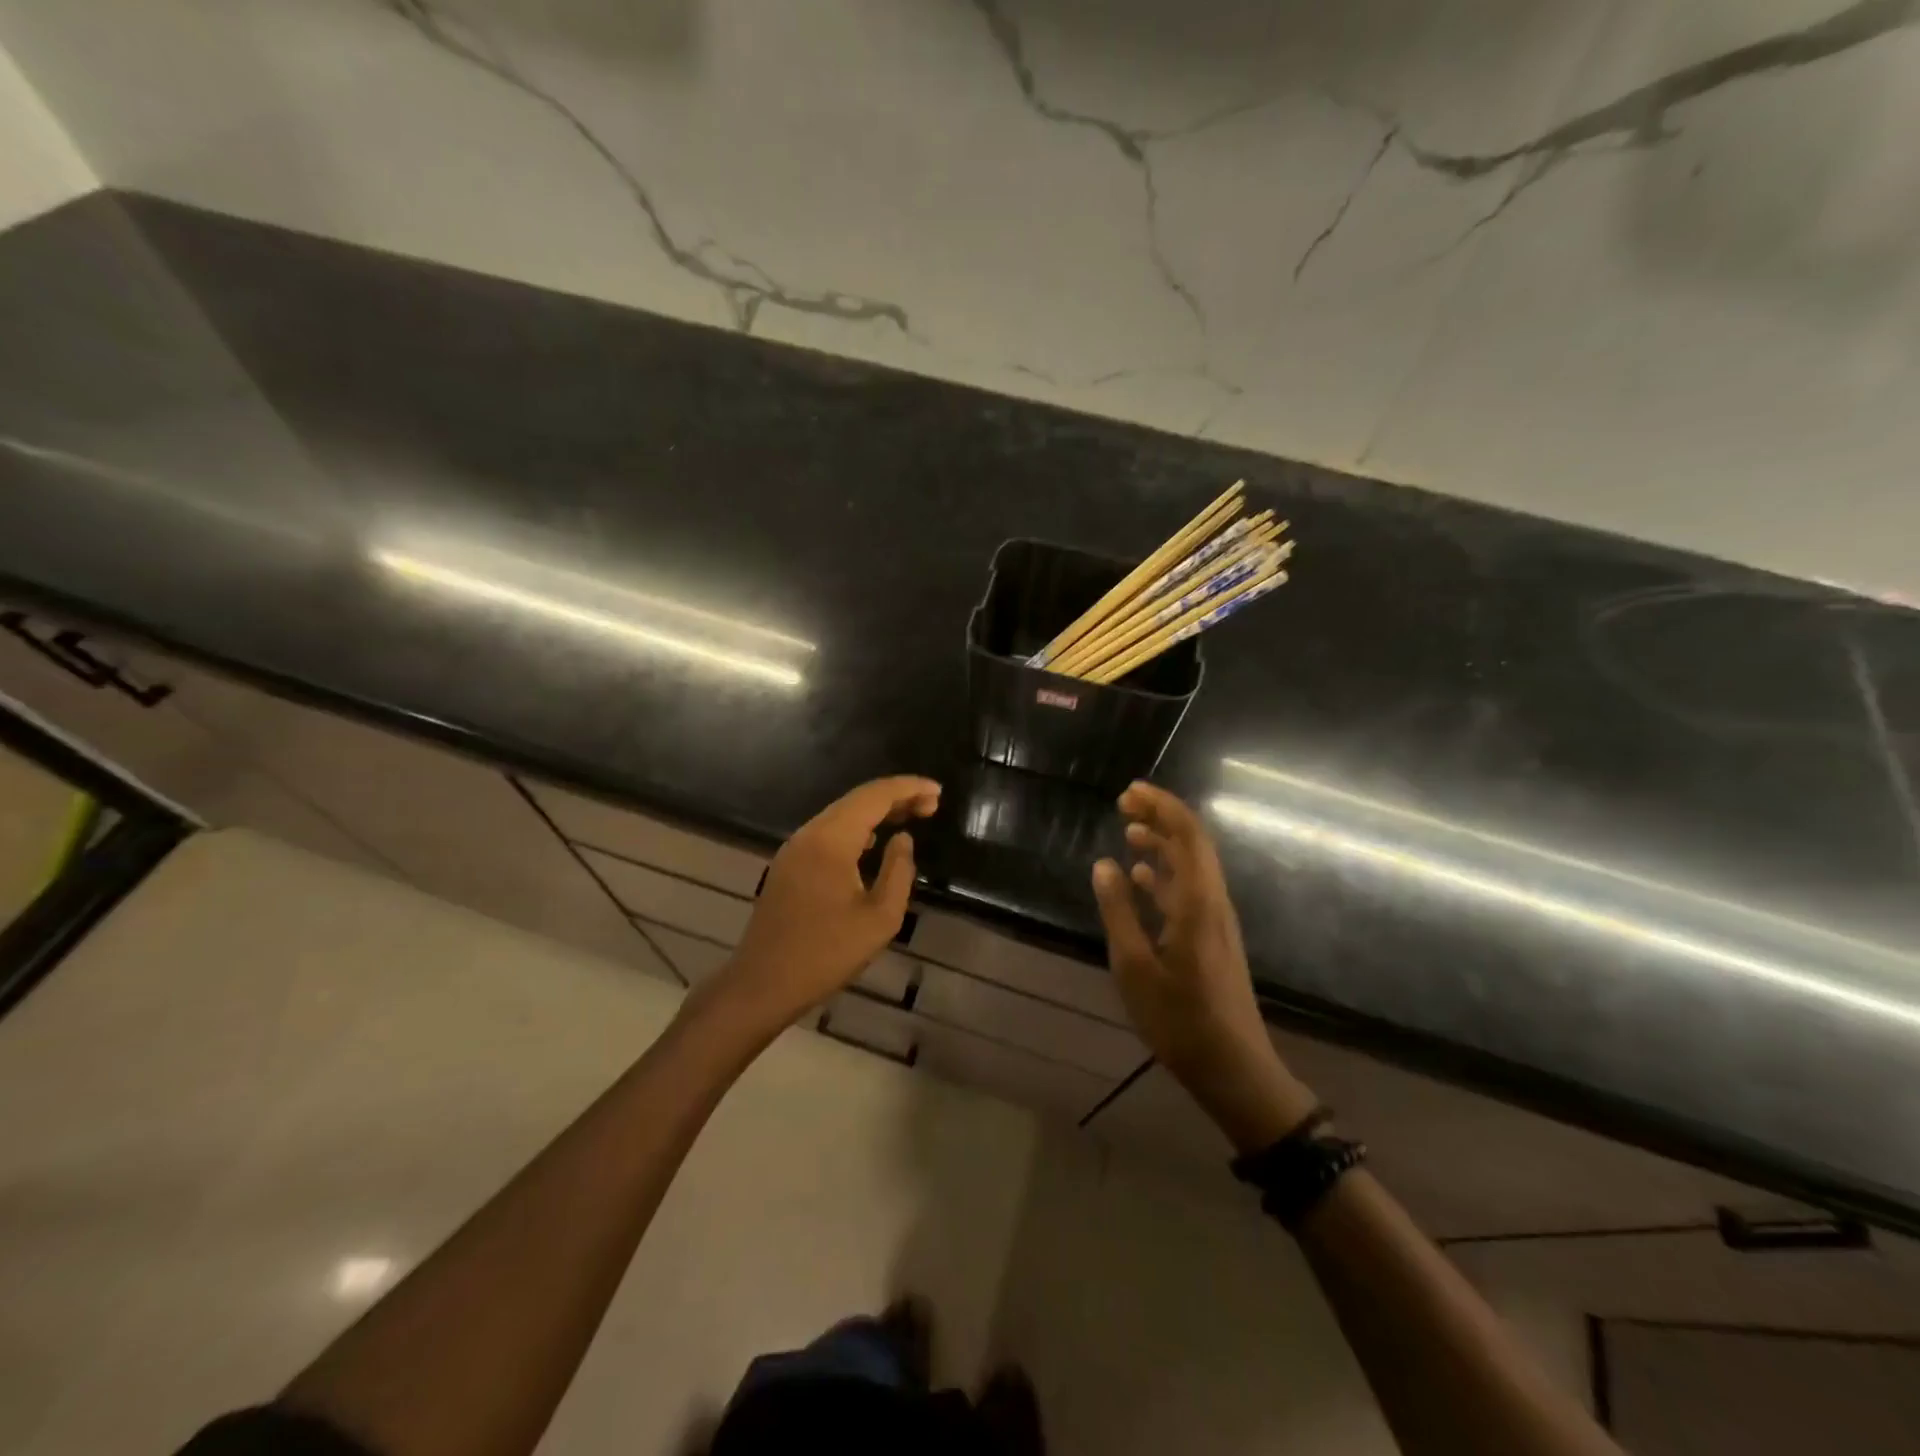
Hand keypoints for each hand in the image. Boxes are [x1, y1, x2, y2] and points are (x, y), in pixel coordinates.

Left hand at [705, 776, 940, 1035]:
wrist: (762, 984)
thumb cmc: (826, 954)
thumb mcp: (880, 918)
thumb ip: (899, 871)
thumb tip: (902, 839)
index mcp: (831, 840)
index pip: (874, 796)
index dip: (909, 788)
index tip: (938, 791)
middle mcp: (809, 834)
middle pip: (857, 800)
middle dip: (896, 797)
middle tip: (932, 805)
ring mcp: (795, 848)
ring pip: (841, 815)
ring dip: (876, 812)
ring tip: (912, 817)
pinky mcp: (789, 865)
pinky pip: (828, 833)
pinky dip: (858, 829)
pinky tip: (875, 842)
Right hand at [1092, 782, 1315, 1152]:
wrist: (1234, 1069)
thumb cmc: (1180, 1021)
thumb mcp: (1135, 968)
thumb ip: (1118, 911)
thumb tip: (1104, 864)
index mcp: (1198, 903)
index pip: (1187, 835)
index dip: (1162, 806)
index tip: (1130, 791)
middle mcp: (1213, 902)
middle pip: (1192, 843)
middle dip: (1161, 816)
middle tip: (1125, 803)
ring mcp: (1217, 921)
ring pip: (1192, 866)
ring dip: (1163, 843)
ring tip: (1129, 831)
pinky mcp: (1214, 938)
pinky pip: (1190, 889)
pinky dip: (1166, 874)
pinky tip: (1141, 879)